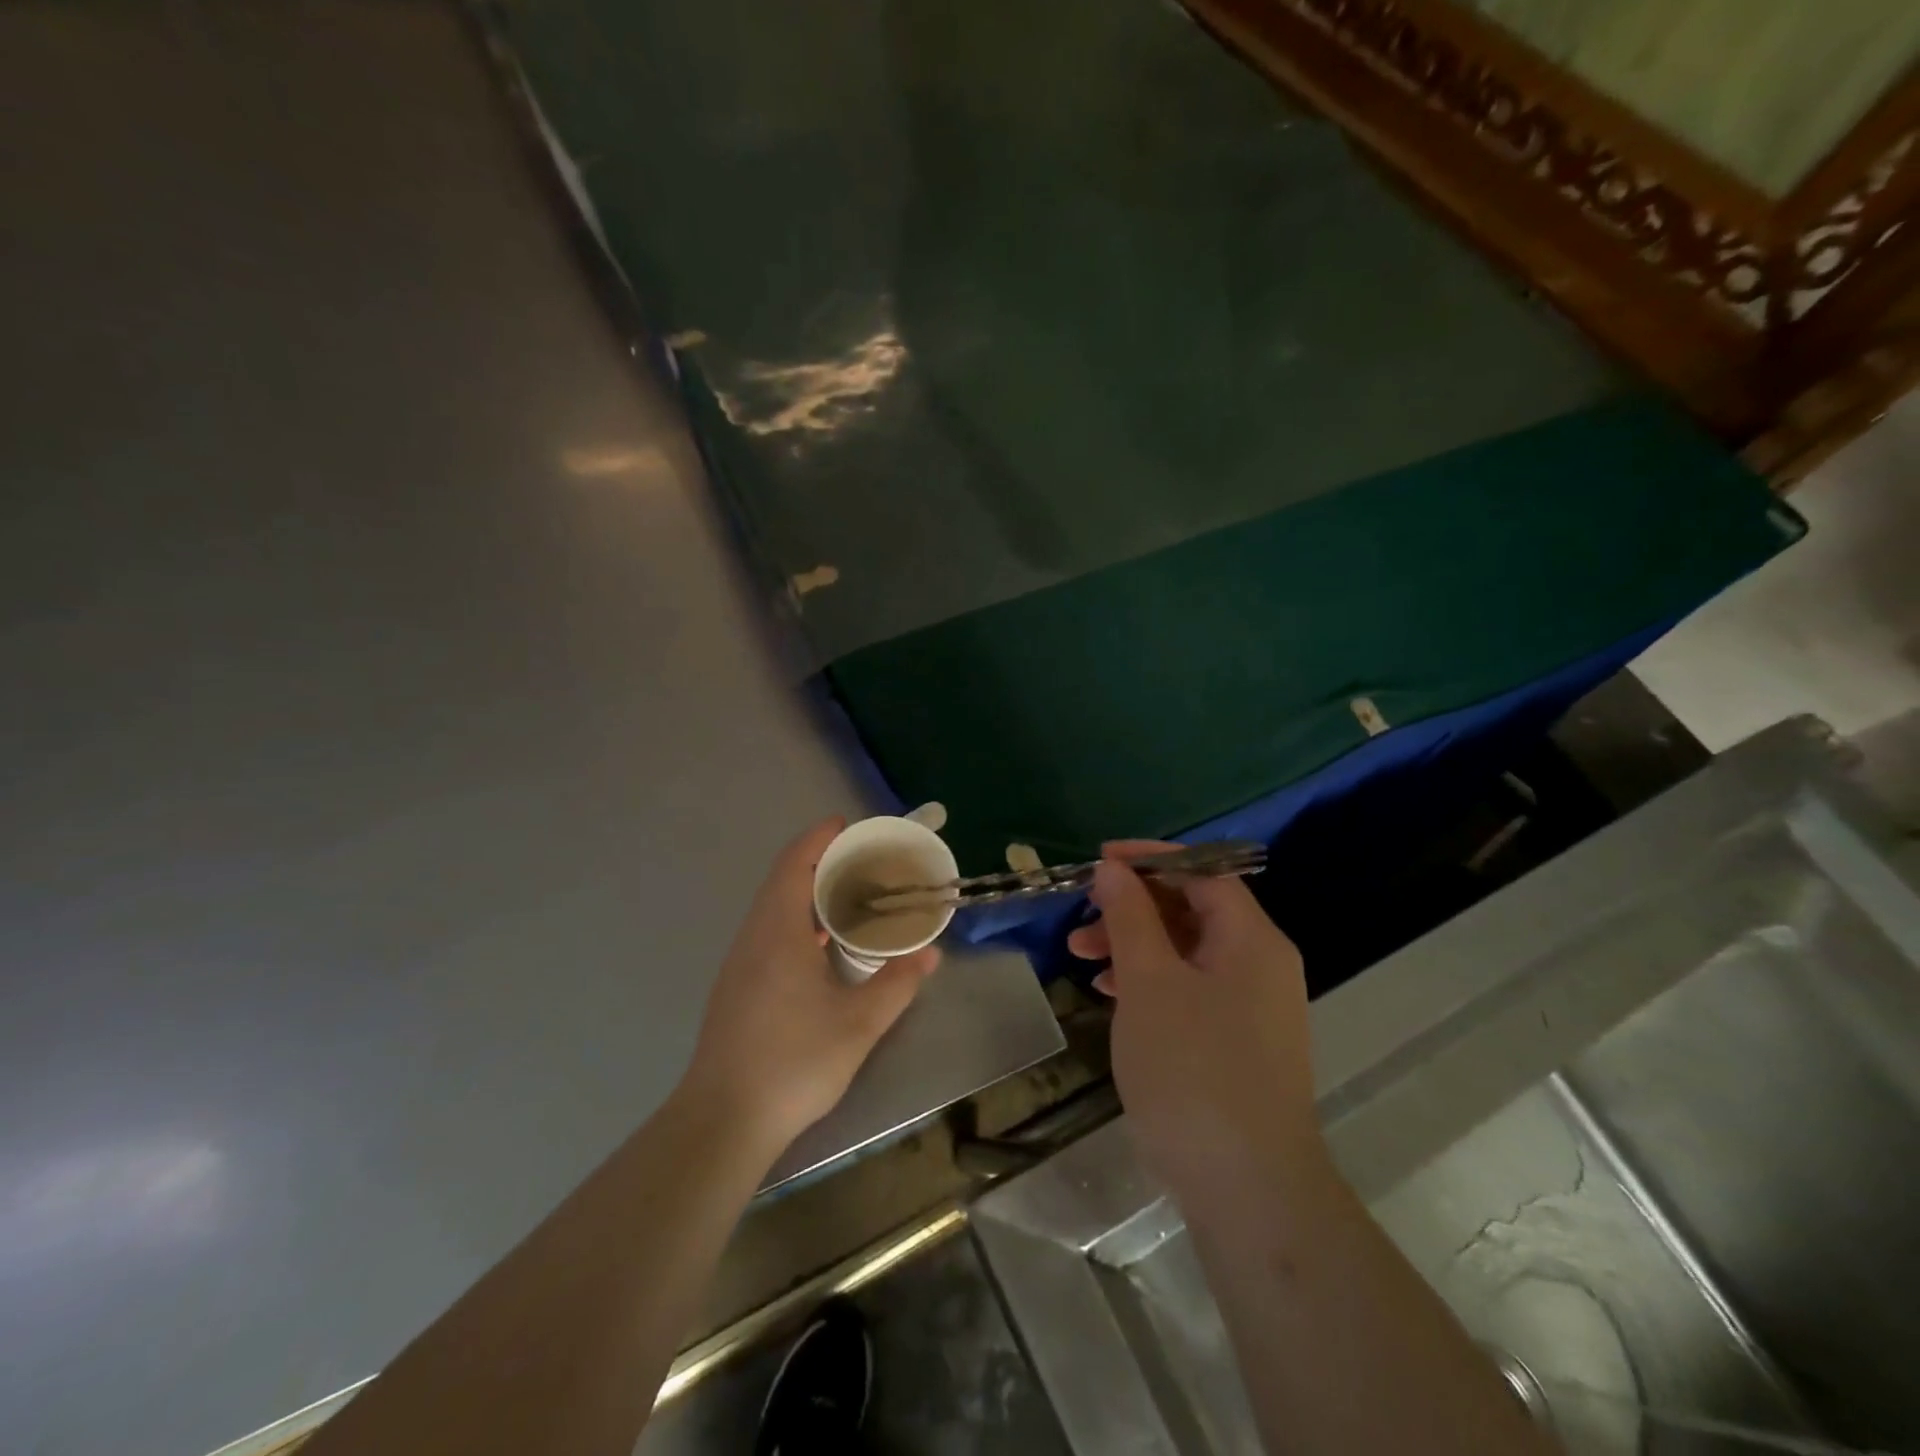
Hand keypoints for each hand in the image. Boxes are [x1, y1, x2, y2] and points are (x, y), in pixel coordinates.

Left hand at [683, 818, 939, 1156]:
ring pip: (774, 909)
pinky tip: (823, 948)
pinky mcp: (737, 988)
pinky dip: (798, 921)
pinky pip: (769, 933)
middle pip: (783, 881)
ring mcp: (741, 964)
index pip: (795, 865)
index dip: (819, 839)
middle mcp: (754, 937)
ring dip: (808, 894)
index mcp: (778, 932)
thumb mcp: (859, 1024)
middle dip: (821, 863)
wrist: (723, 1121)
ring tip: (850, 898)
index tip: (848, 825)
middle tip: (864, 863)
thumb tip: (930, 954)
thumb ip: (897, 984)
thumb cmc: (793, 1062)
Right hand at [1069, 842, 1324, 1201]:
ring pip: (1186, 951)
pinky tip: (1110, 994)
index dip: (1150, 859)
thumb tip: (1113, 869)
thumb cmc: (1193, 1069)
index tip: (1100, 860)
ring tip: (1081, 957)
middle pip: (1192, 909)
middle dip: (1132, 906)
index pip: (1203, 871)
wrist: (1247, 1189)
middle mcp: (1260, 963)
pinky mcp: (1236, 1040)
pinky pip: (1189, 988)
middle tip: (1082, 916)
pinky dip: (1149, 981)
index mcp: (1251, 939)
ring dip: (1133, 944)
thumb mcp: (1149, 982)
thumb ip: (1130, 917)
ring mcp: (1251, 1005)